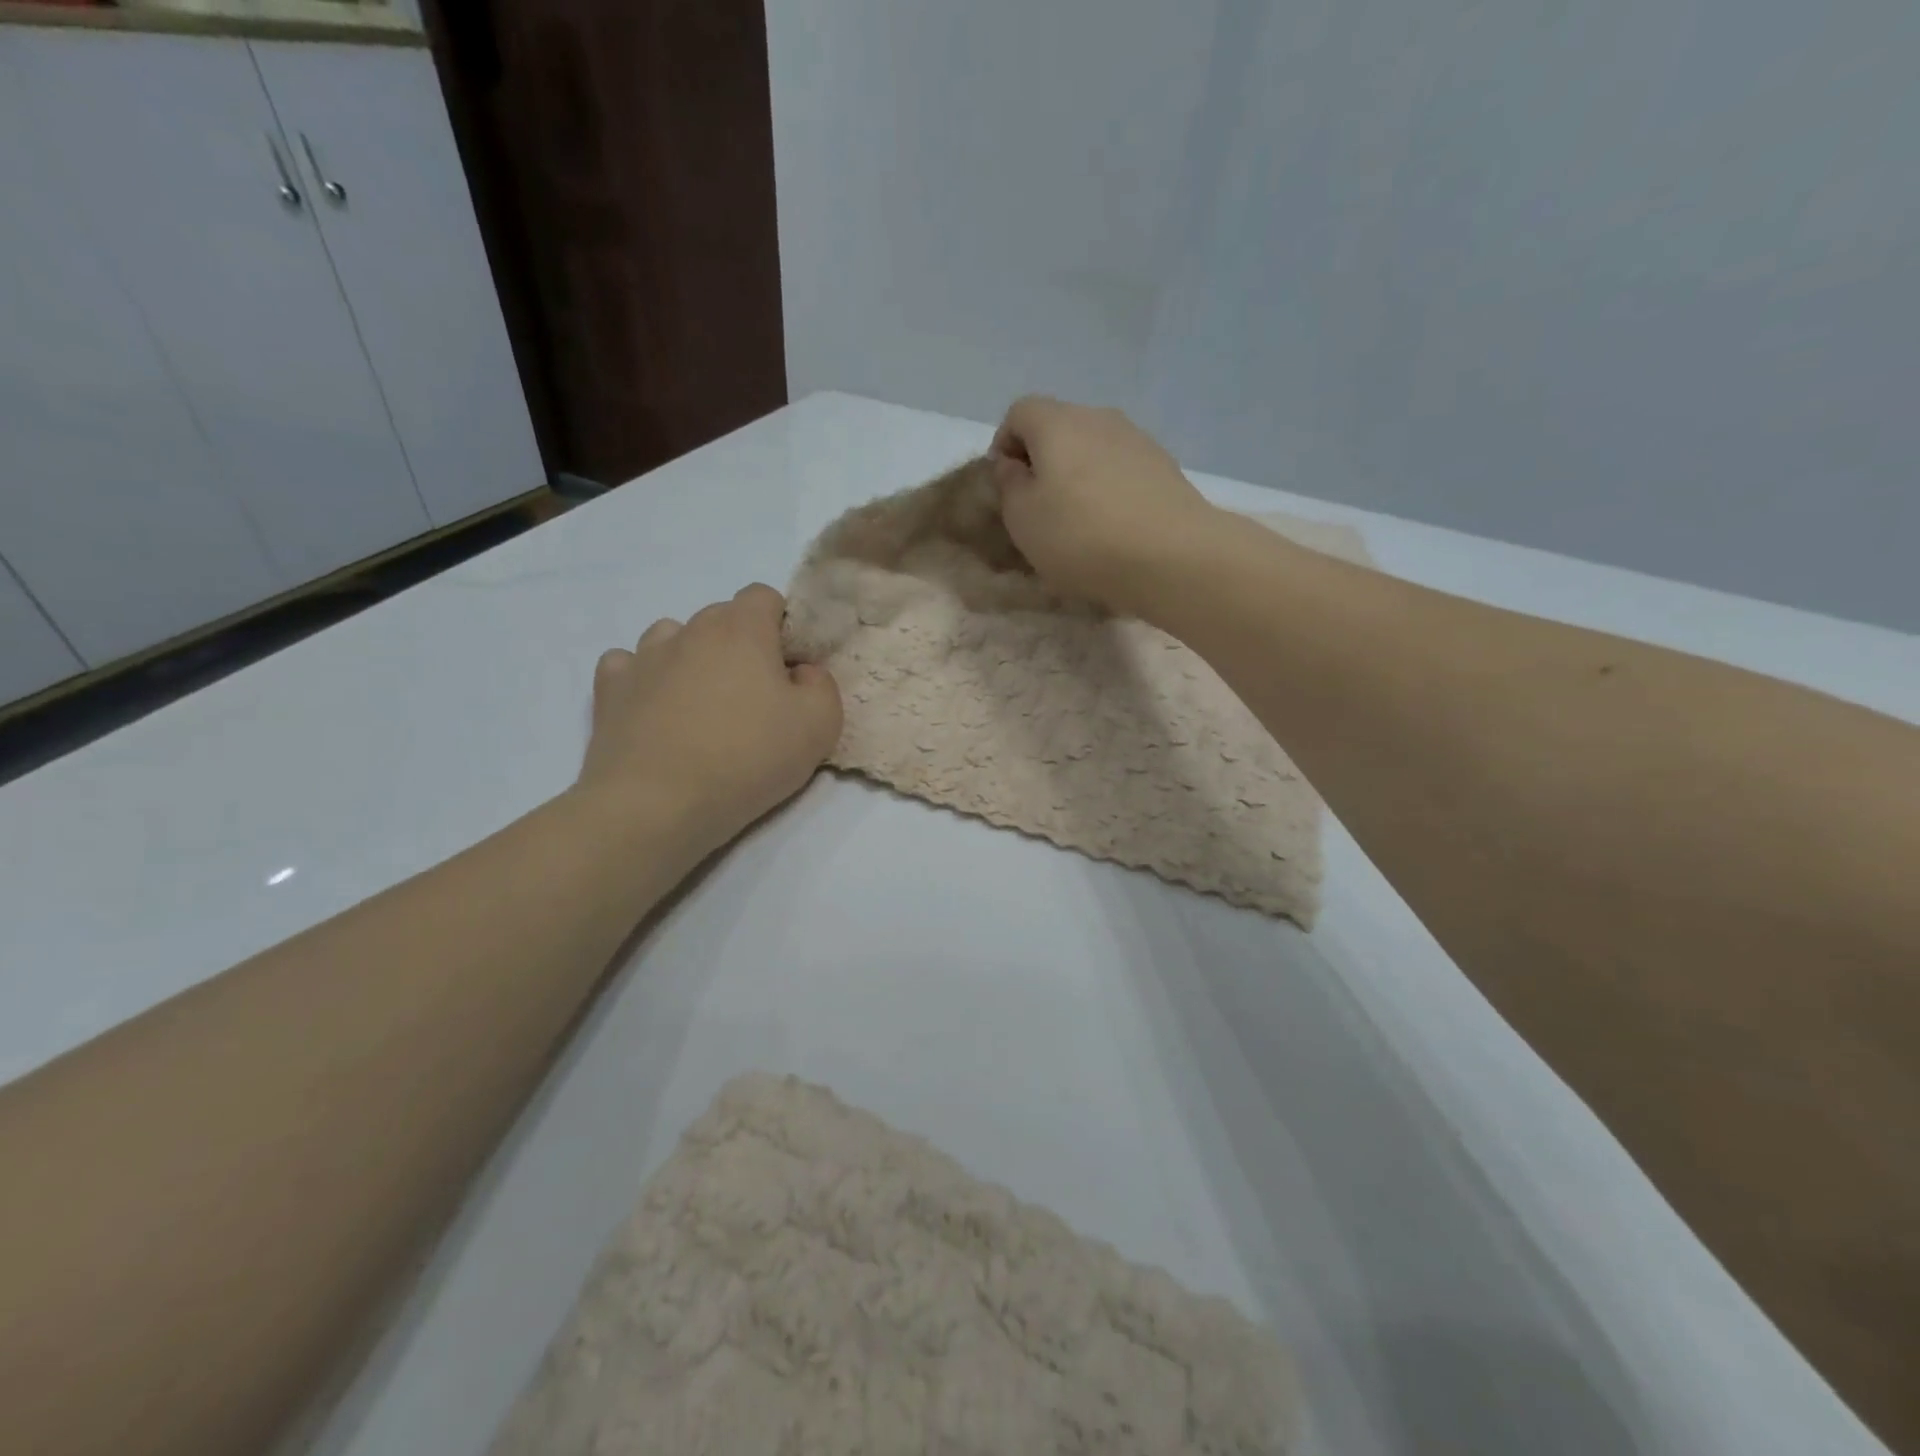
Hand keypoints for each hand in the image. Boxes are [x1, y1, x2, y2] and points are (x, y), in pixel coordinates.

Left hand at [578, 584, 841, 852]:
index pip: (764, 596)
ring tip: (702, 704)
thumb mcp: (820, 726)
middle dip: (741, 645)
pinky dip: (646, 679)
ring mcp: (643, 657)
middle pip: (721, 617)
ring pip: (673, 636)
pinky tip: (657, 710)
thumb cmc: (747, 758)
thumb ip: (822, 685)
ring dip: (692, 658)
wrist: (657, 804)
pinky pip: (629, 665)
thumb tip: (800, 672)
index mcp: (742, 629)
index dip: (782, 625)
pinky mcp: (610, 689)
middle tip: (754, 697)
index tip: (789, 667)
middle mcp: (690, 630)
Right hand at [990, 396, 1218, 614]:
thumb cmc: (1081, 536)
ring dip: (1079, 476)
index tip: (1005, 484)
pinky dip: (1109, 490)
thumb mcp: (1023, 518)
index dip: (1005, 444)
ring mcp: (1138, 440)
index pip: (1019, 412)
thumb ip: (1009, 484)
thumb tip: (1014, 464)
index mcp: (1057, 422)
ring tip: (1079, 521)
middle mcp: (1099, 417)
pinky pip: (1123, 471)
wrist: (1172, 556)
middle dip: (1043, 460)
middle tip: (1038, 507)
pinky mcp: (1165, 467)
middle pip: (1060, 427)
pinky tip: (1113, 527)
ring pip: (1094, 449)